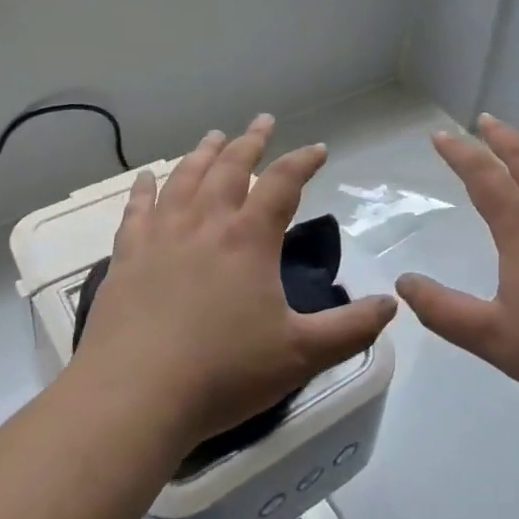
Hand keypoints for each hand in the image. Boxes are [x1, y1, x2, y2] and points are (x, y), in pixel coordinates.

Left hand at [77, 115, 398, 453]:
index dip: (303, 161)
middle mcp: (205, 223)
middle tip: (263, 121)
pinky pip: (137, 209)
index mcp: (249, 238)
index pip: (282, 182)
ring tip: (215, 135)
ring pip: (185, 178)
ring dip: (203, 153)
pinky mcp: (126, 257)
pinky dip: (144, 188)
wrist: (134, 398)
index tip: (319, 148)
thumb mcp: (300, 354)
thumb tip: (392, 303)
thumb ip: (351, 328)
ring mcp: (161, 236)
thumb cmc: (223, 373)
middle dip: (251, 141)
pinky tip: (147, 176)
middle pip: (230, 167)